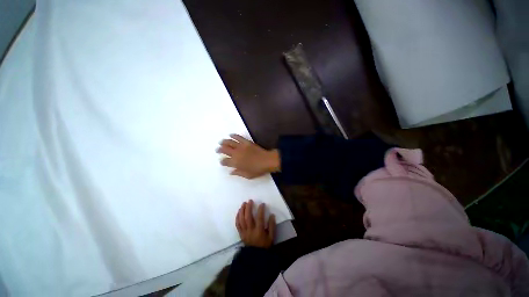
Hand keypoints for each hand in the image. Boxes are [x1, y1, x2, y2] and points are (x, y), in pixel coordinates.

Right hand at [217, 134, 279, 178]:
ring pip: (229, 142)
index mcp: (236, 163)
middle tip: (217, 149)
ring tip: (221, 142)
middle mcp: (236, 154)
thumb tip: (231, 172)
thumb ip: (238, 173)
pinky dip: (234, 135)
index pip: (225, 161)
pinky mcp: (246, 142)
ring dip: (224, 142)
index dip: (222, 161)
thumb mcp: (248, 175)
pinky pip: (238, 137)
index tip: (221, 161)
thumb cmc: (258, 169)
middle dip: (220, 150)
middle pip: (225, 150)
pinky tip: (230, 135)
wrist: (267, 160)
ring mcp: (241, 147)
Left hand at [236, 200, 275, 247]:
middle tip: (250, 201)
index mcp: (259, 231)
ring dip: (242, 210)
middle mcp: (251, 230)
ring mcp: (244, 232)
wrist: (255, 256)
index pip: (259, 218)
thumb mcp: (271, 237)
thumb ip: (272, 226)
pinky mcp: (240, 233)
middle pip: (248, 217)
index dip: (261, 210)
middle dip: (248, 208)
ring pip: (241, 220)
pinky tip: (239, 211)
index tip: (262, 204)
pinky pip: (237, 224)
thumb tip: (272, 215)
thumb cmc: (264, 245)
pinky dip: (237, 217)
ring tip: (243, 204)